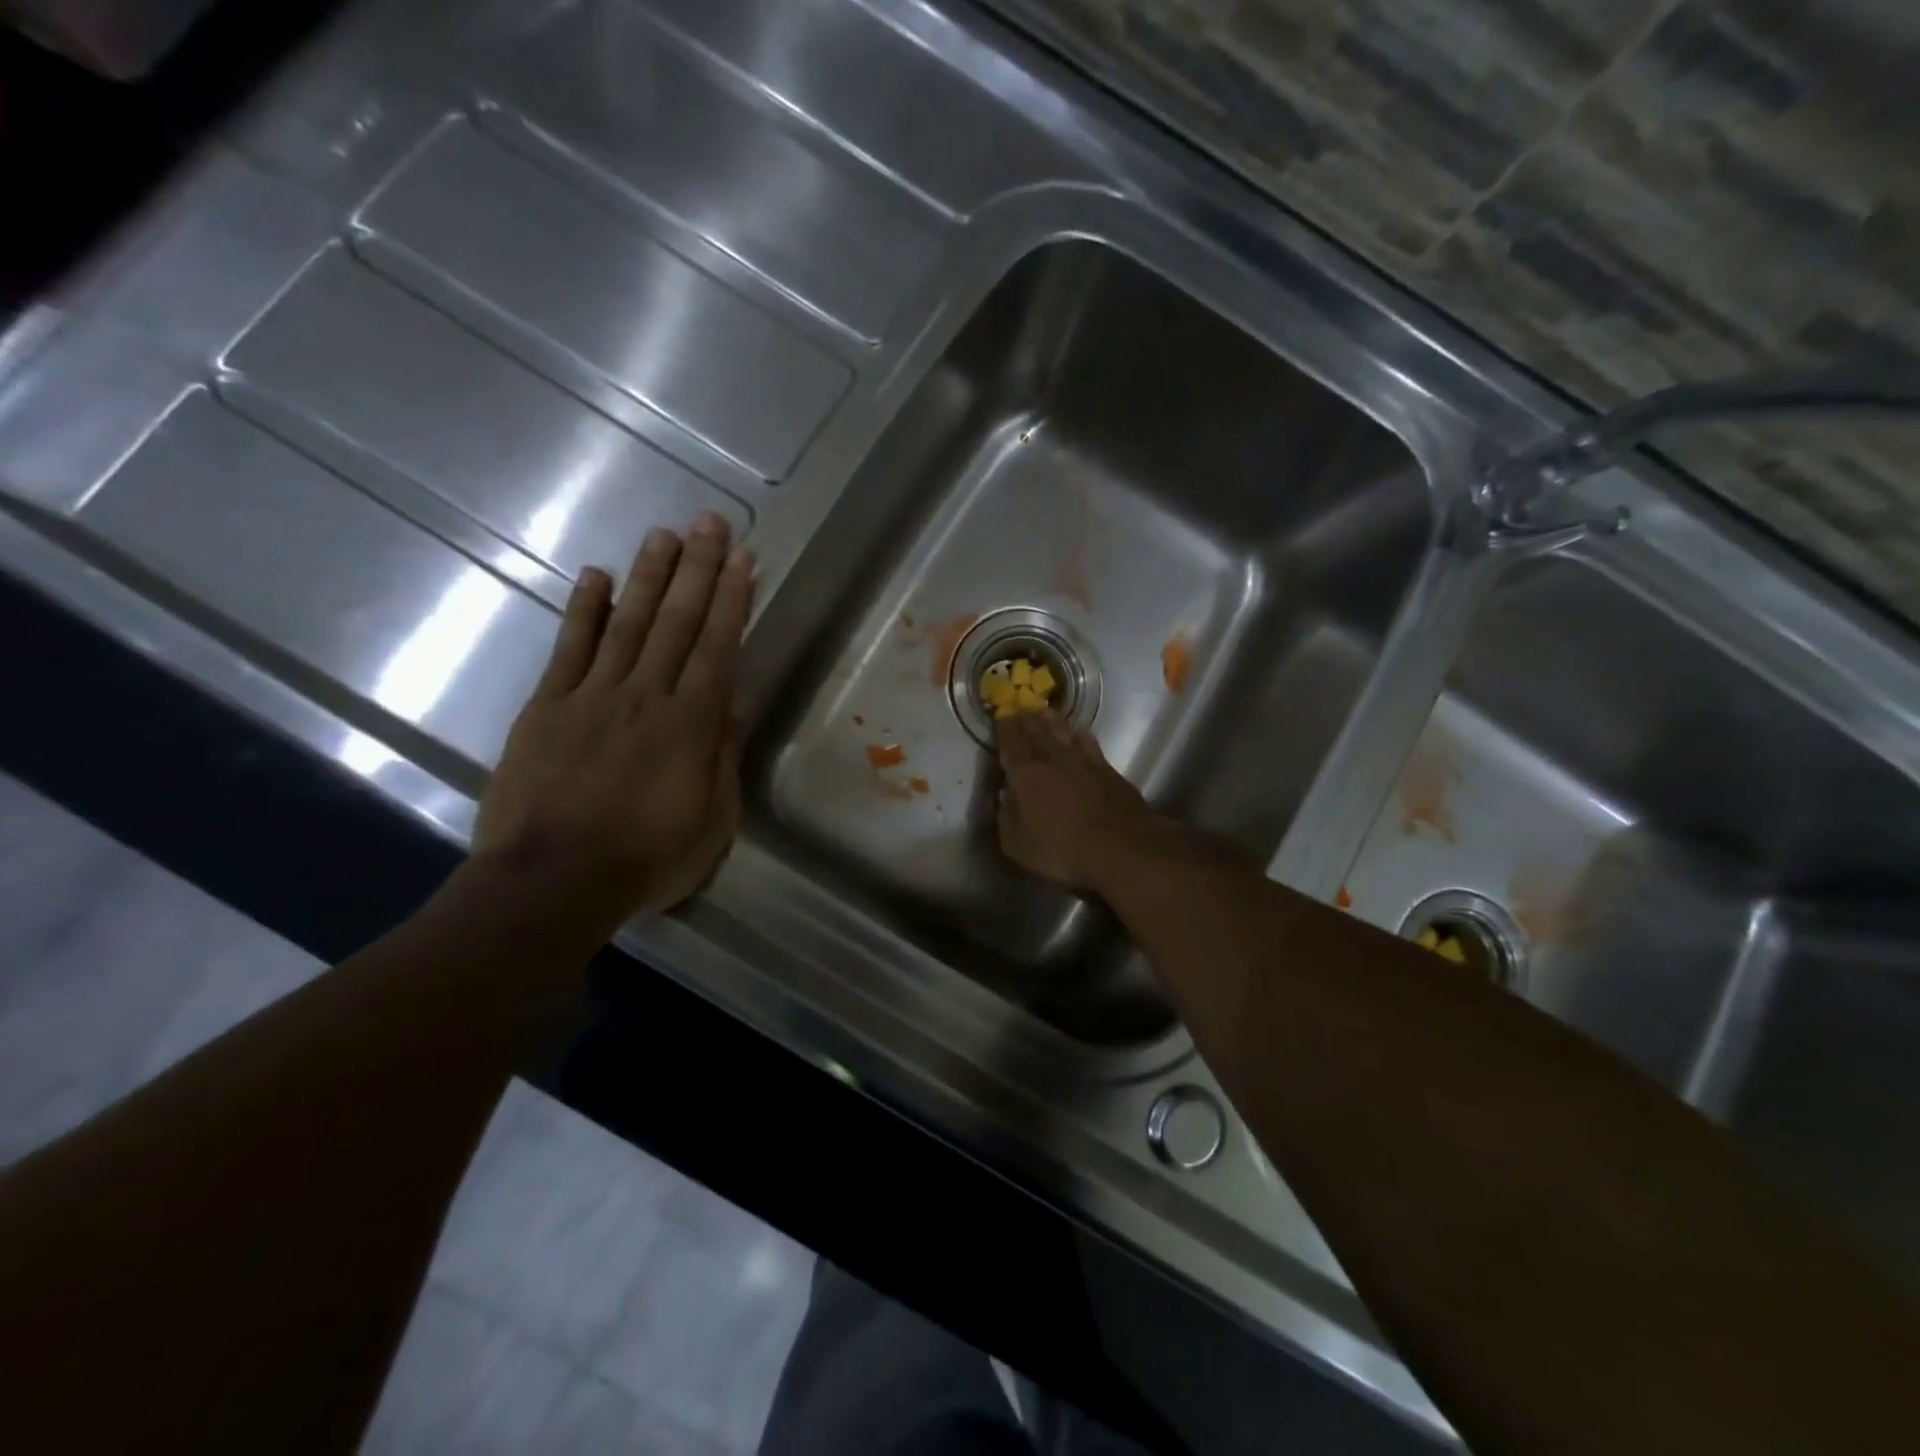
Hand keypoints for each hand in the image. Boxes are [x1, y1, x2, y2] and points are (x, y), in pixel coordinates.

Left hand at [471, 513, 754, 934]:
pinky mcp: (547, 708)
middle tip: (709, 522)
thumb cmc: (646, 859)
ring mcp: (592, 697)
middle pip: (675, 623)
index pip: (716, 648)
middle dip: (696, 570)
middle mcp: (645, 696)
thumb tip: (732, 702)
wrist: (552, 883)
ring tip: (664, 534)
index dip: (731, 600)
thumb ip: (722, 756)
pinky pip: (569, 650)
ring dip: (648, 577)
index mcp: (690, 724)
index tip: (743, 559)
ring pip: (626, 624)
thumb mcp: (711, 821)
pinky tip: (596, 577)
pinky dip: (584, 611)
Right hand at [995, 712, 1161, 891]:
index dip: (1004, 727)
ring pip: (1062, 730)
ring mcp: (1083, 760)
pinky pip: (1088, 741)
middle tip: (1018, 709)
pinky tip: (1078, 730)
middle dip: (1024, 719)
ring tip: (1043, 712)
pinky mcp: (1107, 769)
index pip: (1011, 742)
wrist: (1122, 847)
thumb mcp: (1018, 845)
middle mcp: (1053, 758)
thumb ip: (1006, 817)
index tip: (1000, 715)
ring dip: (1050, 720)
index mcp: (1025, 773)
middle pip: (1036, 731)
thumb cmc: (1062, 849)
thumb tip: (1005, 796)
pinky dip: (1079, 732)